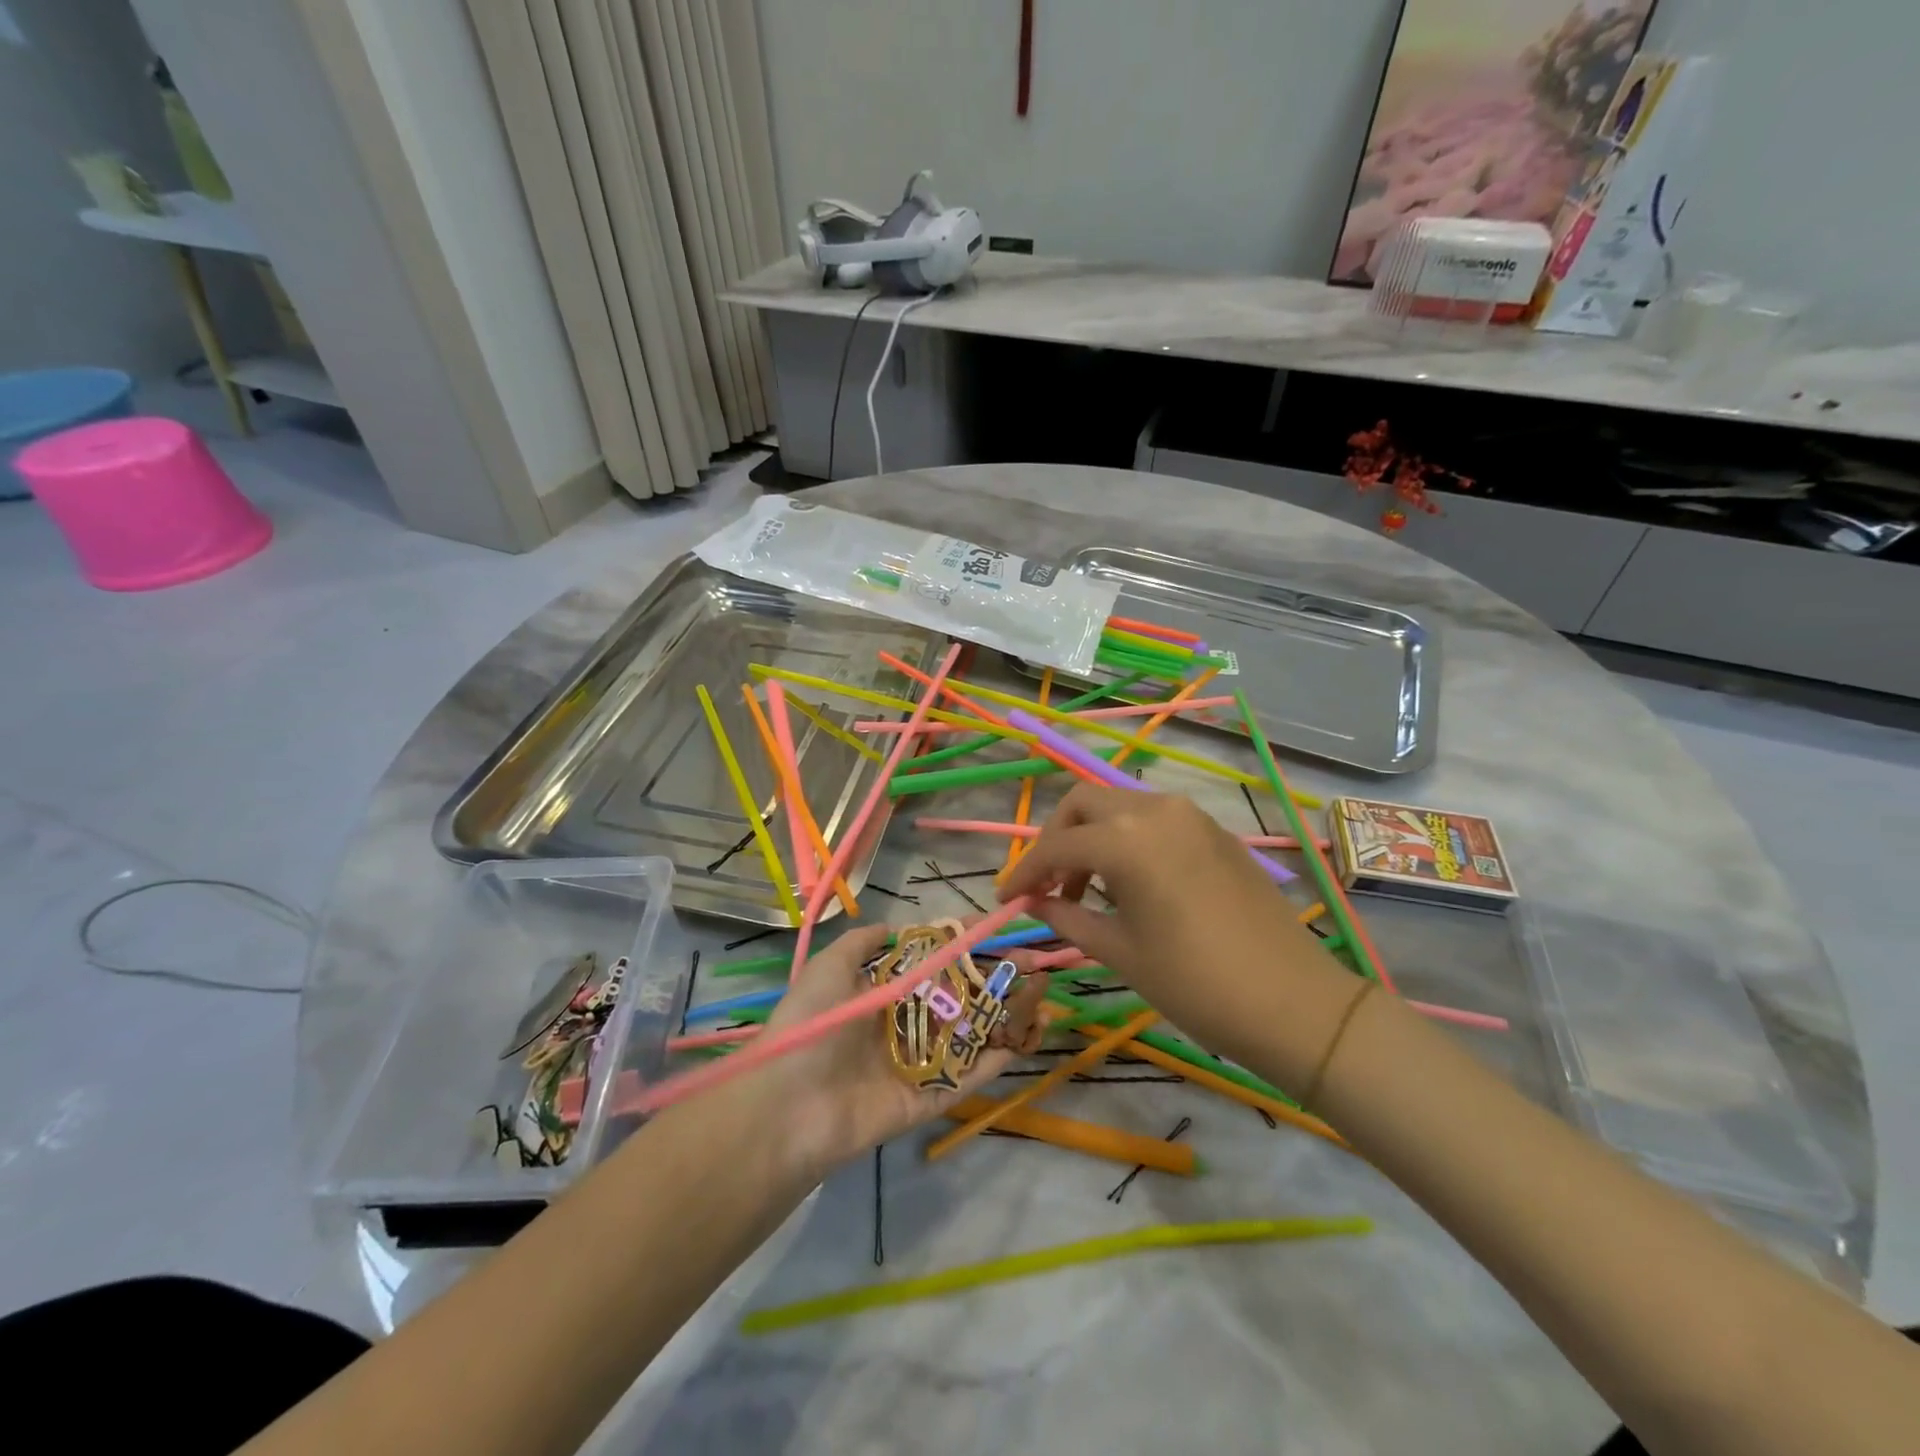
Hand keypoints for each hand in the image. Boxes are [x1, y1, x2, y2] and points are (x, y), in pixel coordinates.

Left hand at [745, 924, 1048, 1178]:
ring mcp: (920, 1062)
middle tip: (1038, 963)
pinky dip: (998, 1059)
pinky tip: (1030, 1036)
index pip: (935, 961)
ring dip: (1009, 1014)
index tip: (999, 928)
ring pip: (973, 1033)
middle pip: (962, 996)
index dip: (967, 945)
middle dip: (998, 977)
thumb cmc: (812, 1026)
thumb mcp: (829, 968)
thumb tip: (894, 925)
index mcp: (884, 992)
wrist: (789, 1107)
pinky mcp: (929, 1099)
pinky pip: (969, 1076)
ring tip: (1046, 995)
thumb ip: (862, 943)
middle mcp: (906, 1023)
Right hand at [999, 784, 1358, 1091]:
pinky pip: (1154, 819)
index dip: (1025, 872)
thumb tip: (1036, 903)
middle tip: (1047, 885)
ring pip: (1120, 805)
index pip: (1057, 846)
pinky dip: (1127, 838)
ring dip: (1092, 836)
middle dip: (1055, 839)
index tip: (1007, 899)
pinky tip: (1129, 882)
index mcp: (1127, 840)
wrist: (1294, 1002)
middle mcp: (1156, 811)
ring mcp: (1191, 816)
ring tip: (1085, 889)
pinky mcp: (1215, 831)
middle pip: (1084, 804)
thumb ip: (1069, 917)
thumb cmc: (1196, 984)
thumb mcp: (1121, 952)